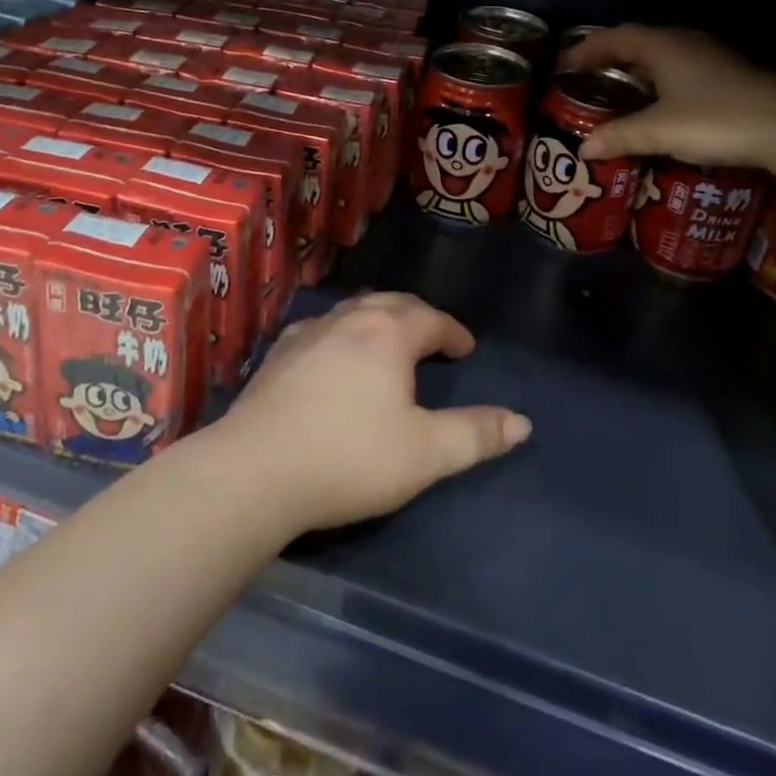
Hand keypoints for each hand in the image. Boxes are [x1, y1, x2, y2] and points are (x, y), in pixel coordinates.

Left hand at [215, 292, 530, 532]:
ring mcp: (308, 333)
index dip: (453, 332)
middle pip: (391, 304)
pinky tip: (334, 355)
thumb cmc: (348, 457)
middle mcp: (348, 320)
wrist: (253, 471)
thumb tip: (522, 422)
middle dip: (417, 317)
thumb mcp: (424, 454)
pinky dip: (342, 334)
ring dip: (378, 321)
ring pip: (353, 312)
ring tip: (388, 342)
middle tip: (432, 338)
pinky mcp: (278, 355)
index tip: (466, 348)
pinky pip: (322, 329)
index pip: (431, 319)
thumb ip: (475, 435)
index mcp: (387, 334)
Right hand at [564, 25, 775, 168]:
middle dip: (612, 59)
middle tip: (589, 80)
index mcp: (664, 45)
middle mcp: (686, 43)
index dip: (588, 49)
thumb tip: (584, 147)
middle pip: (640, 43)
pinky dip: (662, 85)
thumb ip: (620, 136)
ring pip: (664, 58)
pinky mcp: (731, 77)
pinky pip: (683, 72)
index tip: (566, 65)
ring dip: (640, 72)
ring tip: (621, 95)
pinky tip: (663, 109)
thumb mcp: (660, 130)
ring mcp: (713, 58)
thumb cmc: (716, 118)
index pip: (616, 37)